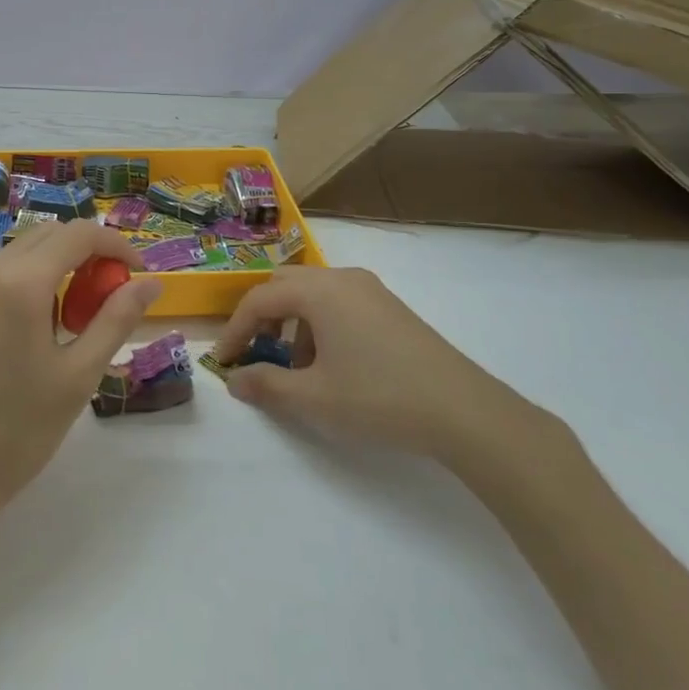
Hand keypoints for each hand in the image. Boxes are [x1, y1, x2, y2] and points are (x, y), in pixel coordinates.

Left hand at [0, 220, 161, 509]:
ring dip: (55, 268)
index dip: (116, 244)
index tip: (137, 272)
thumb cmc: (17, 430)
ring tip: (71, 320)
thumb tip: (150, 283)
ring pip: (20, 254)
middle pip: (48, 235)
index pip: (78, 233)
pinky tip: (30, 333)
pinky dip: (24, 284)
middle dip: (86, 254)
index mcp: (20, 282)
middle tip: (107, 297)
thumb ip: (117, 319)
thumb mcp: (79, 375)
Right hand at [214, 267, 526, 462]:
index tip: (224, 361)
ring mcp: (371, 290)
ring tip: (297, 368)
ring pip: (313, 293)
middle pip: (285, 284)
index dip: (235, 329)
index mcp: (319, 291)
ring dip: (293, 322)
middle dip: (263, 317)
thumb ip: (267, 386)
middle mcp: (342, 278)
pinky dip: (320, 324)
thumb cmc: (379, 398)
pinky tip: (333, 364)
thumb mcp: (315, 398)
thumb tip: (234, 381)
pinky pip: (339, 302)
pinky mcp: (390, 307)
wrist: (464, 411)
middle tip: (255, 353)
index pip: (260, 298)